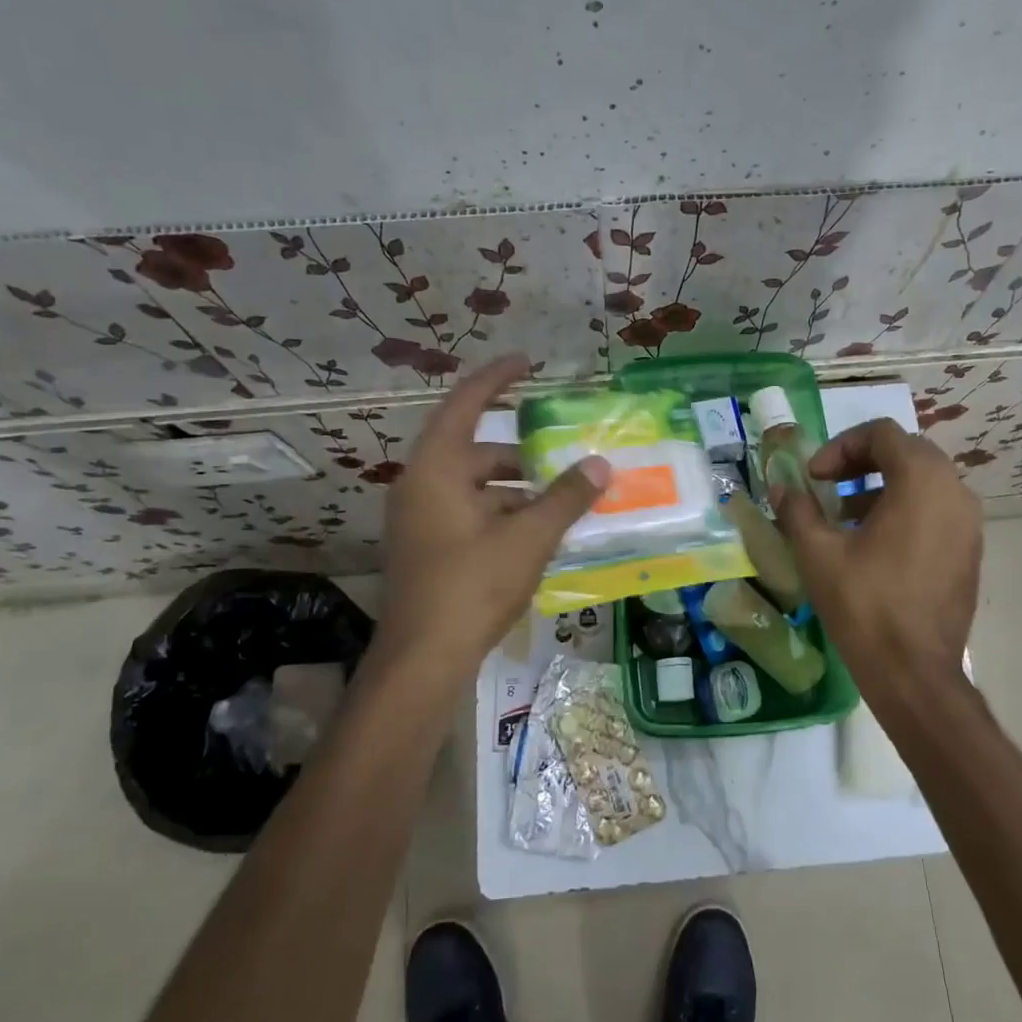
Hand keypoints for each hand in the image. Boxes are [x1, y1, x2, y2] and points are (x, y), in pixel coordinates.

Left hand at [375, 354, 609, 680]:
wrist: (424, 658)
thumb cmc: (472, 585)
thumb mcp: (528, 537)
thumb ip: (566, 497)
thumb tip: (600, 464)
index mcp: (436, 469)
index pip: (465, 404)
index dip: (497, 378)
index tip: (528, 362)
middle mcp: (421, 486)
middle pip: (476, 452)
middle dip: (522, 453)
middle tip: (564, 455)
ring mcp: (421, 520)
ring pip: (476, 488)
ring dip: (517, 490)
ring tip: (563, 499)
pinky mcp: (428, 549)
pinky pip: (470, 515)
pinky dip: (504, 515)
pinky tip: (539, 534)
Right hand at [772, 419, 980, 703]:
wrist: (914, 672)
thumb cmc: (865, 605)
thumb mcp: (818, 553)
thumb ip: (797, 509)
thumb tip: (780, 488)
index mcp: (922, 481)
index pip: (881, 433)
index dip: (839, 447)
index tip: (813, 478)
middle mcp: (955, 491)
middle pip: (906, 452)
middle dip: (861, 462)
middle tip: (827, 487)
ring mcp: (969, 523)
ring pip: (923, 482)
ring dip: (882, 487)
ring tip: (845, 519)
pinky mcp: (970, 551)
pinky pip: (936, 511)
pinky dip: (904, 511)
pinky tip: (874, 547)